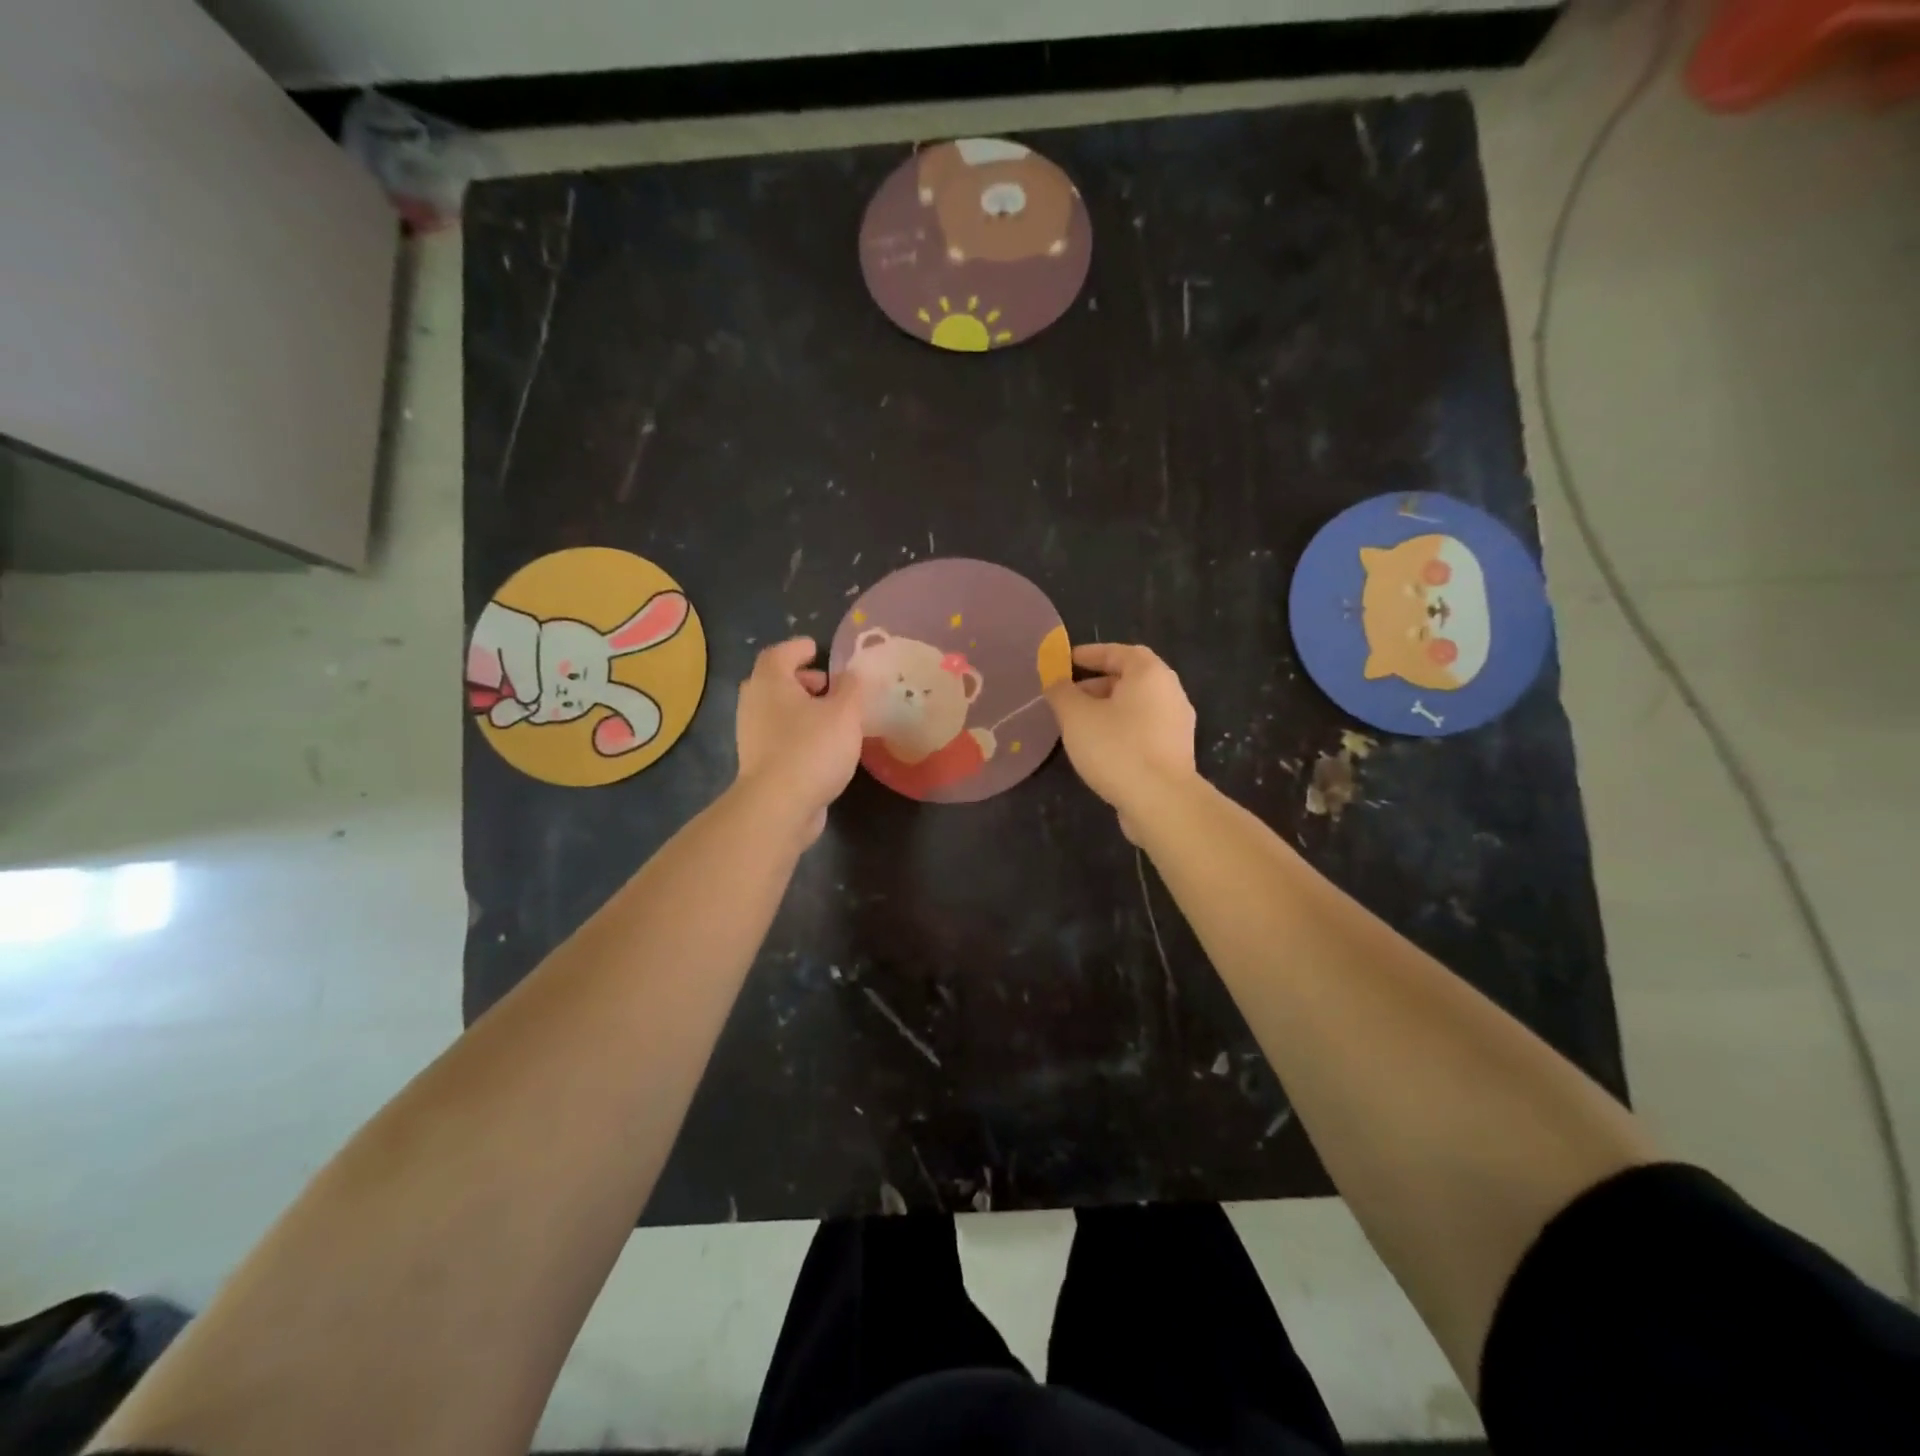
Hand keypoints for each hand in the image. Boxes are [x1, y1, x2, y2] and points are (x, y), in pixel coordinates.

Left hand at [734, 638, 863, 842]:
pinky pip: (780, 736)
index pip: (780, 653)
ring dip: (801, 708)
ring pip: (777, 711)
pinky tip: (823, 745)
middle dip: (801, 680)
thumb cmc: (812, 748)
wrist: (779, 805)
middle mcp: (754, 704)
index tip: (817, 649)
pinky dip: (799, 732)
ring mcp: (752, 735)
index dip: (799, 648)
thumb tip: (852, 673)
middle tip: (827, 684)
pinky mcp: (759, 763)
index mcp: (770, 682)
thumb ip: (852, 688)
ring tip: (832, 717)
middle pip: (775, 681)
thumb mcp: (845, 712)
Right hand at [1044, 643, 1196, 839]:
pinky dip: (1121, 730)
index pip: (1118, 652)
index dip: (1090, 654)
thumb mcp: (1076, 716)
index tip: (1065, 662)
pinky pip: (1143, 730)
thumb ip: (1061, 692)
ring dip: (1107, 710)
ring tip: (1078, 725)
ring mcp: (1176, 724)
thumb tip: (1055, 680)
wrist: (1161, 801)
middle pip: (1130, 679)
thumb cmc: (1116, 748)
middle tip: (1068, 697)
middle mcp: (1170, 692)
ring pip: (1136, 707)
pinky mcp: (1175, 752)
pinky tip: (1100, 748)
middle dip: (1096, 685)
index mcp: (1150, 674)